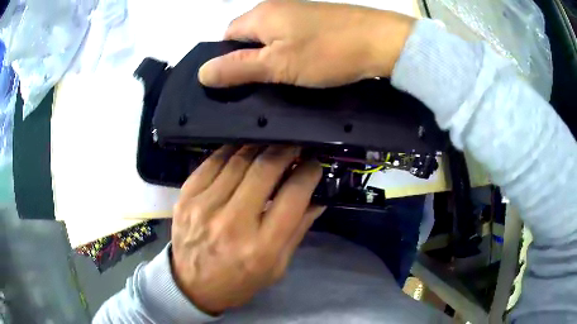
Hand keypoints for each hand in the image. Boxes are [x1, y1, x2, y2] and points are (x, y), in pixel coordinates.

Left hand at [170, 145, 323, 313]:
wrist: (192, 285)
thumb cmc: (240, 281)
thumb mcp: (277, 267)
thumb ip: (298, 230)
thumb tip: (317, 198)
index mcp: (261, 246)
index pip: (293, 195)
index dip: (308, 172)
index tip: (313, 164)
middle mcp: (232, 223)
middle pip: (265, 169)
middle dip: (286, 151)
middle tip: (294, 146)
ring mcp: (204, 207)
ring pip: (239, 159)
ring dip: (260, 147)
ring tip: (272, 145)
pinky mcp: (187, 198)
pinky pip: (212, 162)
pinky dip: (232, 151)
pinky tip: (243, 151)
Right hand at [198, 0, 414, 87]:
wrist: (380, 41)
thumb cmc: (327, 52)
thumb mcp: (277, 65)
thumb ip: (238, 68)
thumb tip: (202, 72)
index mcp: (259, 16)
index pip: (226, 36)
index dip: (227, 59)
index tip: (240, 81)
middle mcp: (274, 8)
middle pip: (247, 36)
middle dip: (249, 59)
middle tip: (264, 83)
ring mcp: (297, 11)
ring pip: (270, 36)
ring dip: (271, 56)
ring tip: (284, 77)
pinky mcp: (315, 19)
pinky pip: (290, 35)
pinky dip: (289, 50)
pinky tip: (302, 64)